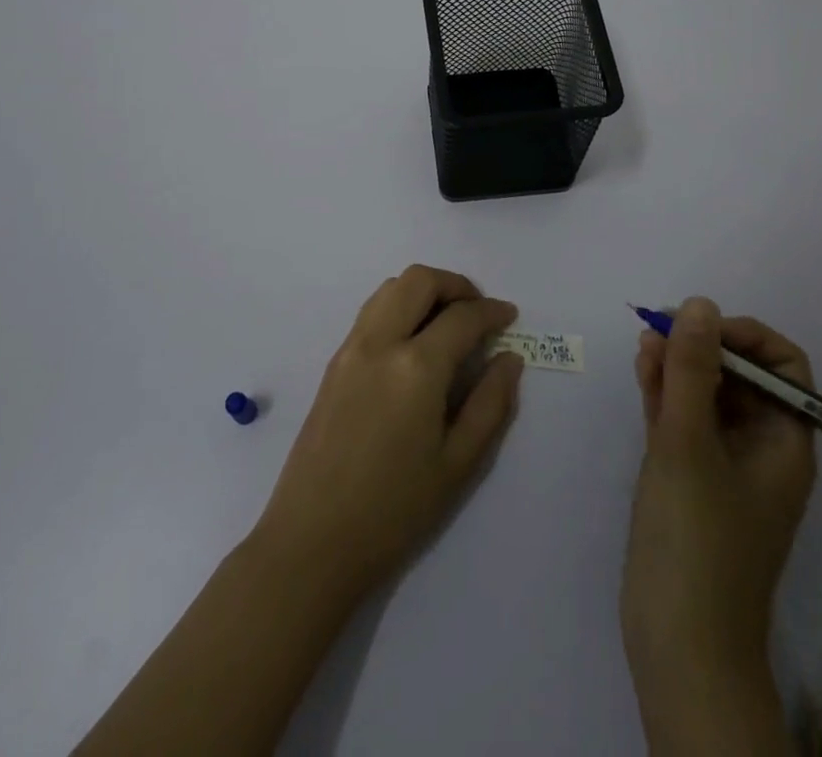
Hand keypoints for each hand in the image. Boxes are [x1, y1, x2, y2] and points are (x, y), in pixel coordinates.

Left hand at [252, 265, 523, 599]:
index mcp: (416, 367)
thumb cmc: (394, 511)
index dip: (491, 312)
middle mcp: (380, 342)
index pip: (462, 317)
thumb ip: (490, 404)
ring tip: (447, 323)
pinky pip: (371, 311)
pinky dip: (399, 307)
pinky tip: (414, 343)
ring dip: (424, 291)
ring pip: (390, 288)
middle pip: (419, 280)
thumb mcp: (458, 464)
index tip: (509, 317)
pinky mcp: (333, 362)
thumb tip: (509, 359)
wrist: (312, 541)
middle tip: (478, 312)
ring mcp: (350, 348)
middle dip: (456, 285)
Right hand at [622, 298, 816, 750]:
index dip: (745, 337)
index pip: (783, 368)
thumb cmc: (695, 540)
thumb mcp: (689, 443)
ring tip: (643, 344)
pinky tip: (642, 370)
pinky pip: (684, 420)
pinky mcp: (691, 479)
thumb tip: (700, 303)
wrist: (679, 647)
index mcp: (784, 444)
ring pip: (707, 395)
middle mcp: (760, 449)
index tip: (699, 328)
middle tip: (657, 330)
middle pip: (741, 376)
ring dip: (678, 365)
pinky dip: (665, 393)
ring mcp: (723, 465)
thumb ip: (693, 370)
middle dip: (702, 346)